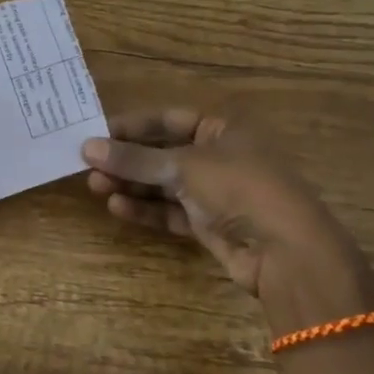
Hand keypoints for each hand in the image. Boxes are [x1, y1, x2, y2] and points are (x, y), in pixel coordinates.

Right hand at [82, 109, 371, 308]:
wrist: (288, 253)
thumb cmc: (240, 189)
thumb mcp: (183, 167)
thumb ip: (134, 159)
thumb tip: (86, 147)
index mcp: (222, 129)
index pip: (167, 120)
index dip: (131, 127)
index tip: (94, 134)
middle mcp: (218, 156)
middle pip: (162, 153)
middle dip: (126, 160)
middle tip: (88, 166)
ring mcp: (215, 192)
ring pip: (163, 184)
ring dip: (131, 185)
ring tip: (95, 187)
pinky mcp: (210, 224)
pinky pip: (171, 212)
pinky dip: (146, 209)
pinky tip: (117, 208)